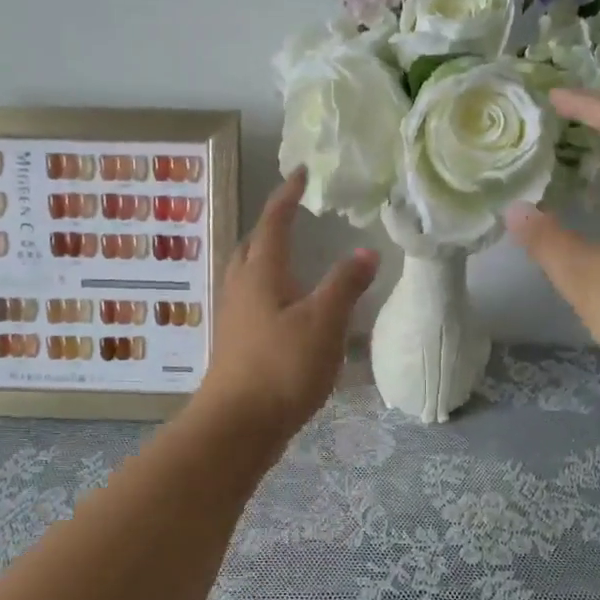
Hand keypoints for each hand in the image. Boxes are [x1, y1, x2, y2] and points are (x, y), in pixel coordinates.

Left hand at [195, 168, 379, 445]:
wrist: (237, 426)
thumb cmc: (280, 368)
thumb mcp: (323, 323)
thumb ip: (344, 285)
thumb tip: (365, 251)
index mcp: (260, 274)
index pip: (273, 222)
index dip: (288, 196)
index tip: (301, 173)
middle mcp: (240, 289)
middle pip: (252, 246)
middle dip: (271, 226)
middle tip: (294, 215)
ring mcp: (234, 319)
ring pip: (248, 276)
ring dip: (267, 259)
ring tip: (292, 259)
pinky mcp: (236, 346)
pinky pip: (252, 304)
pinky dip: (269, 292)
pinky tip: (287, 311)